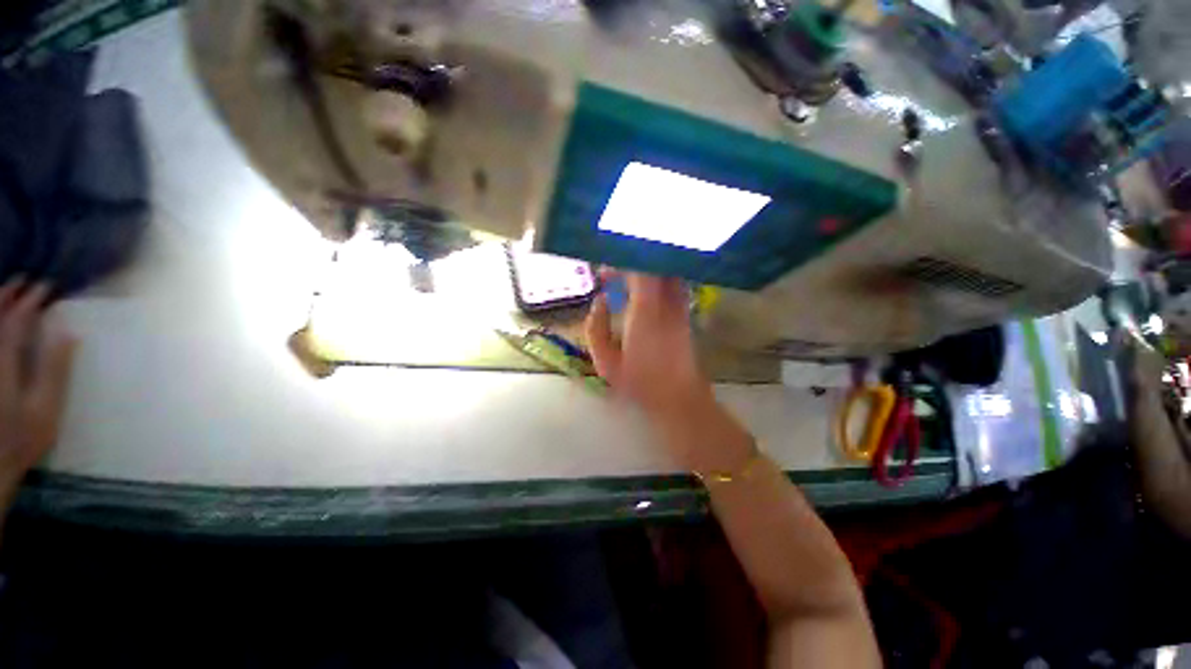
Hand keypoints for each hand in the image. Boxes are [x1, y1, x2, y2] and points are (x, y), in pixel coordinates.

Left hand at [0, 280, 75, 506]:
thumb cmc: (23, 438)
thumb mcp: (46, 409)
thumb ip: (54, 369)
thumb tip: (67, 332)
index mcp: (5, 362)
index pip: (17, 320)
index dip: (31, 301)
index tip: (47, 288)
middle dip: (7, 295)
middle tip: (23, 281)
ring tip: (7, 292)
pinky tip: (0, 323)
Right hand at [585, 272, 752, 473]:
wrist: (677, 397)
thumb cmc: (639, 382)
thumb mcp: (605, 361)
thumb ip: (595, 327)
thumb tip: (600, 301)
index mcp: (645, 311)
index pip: (639, 268)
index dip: (622, 259)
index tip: (604, 267)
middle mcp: (666, 301)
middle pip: (654, 264)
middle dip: (630, 261)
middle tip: (609, 273)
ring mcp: (679, 304)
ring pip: (665, 270)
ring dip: (645, 267)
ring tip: (624, 278)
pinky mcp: (685, 311)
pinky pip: (673, 281)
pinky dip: (658, 276)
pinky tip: (643, 288)